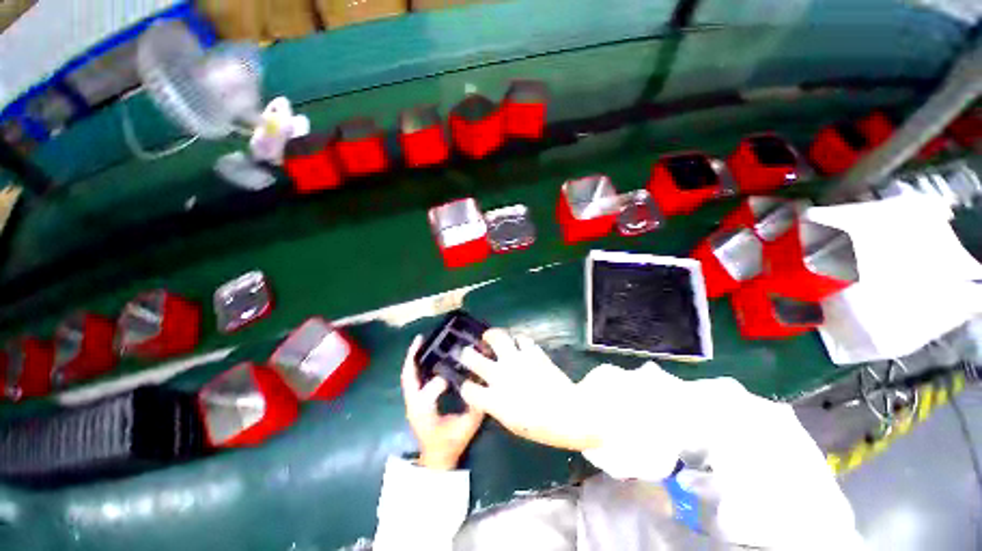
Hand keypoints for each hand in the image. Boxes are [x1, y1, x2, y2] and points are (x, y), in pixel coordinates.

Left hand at [401, 335, 484, 470]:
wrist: (436, 459)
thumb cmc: (450, 444)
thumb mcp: (466, 428)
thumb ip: (475, 408)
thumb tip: (483, 384)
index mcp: (424, 412)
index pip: (426, 393)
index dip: (438, 382)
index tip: (454, 372)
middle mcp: (414, 405)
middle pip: (408, 377)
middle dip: (413, 357)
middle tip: (420, 338)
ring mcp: (411, 403)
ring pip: (408, 377)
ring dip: (413, 359)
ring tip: (420, 343)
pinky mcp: (414, 402)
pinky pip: (412, 380)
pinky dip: (415, 366)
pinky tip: (425, 357)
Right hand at [458, 329, 601, 451]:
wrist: (570, 413)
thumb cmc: (542, 426)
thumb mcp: (512, 424)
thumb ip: (495, 406)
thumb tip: (487, 394)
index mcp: (493, 399)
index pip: (468, 389)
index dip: (466, 386)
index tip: (469, 384)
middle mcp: (500, 376)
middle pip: (472, 358)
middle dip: (467, 354)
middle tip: (469, 352)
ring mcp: (516, 361)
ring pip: (497, 338)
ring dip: (491, 336)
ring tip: (489, 337)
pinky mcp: (532, 352)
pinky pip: (521, 338)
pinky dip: (517, 340)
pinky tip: (517, 344)